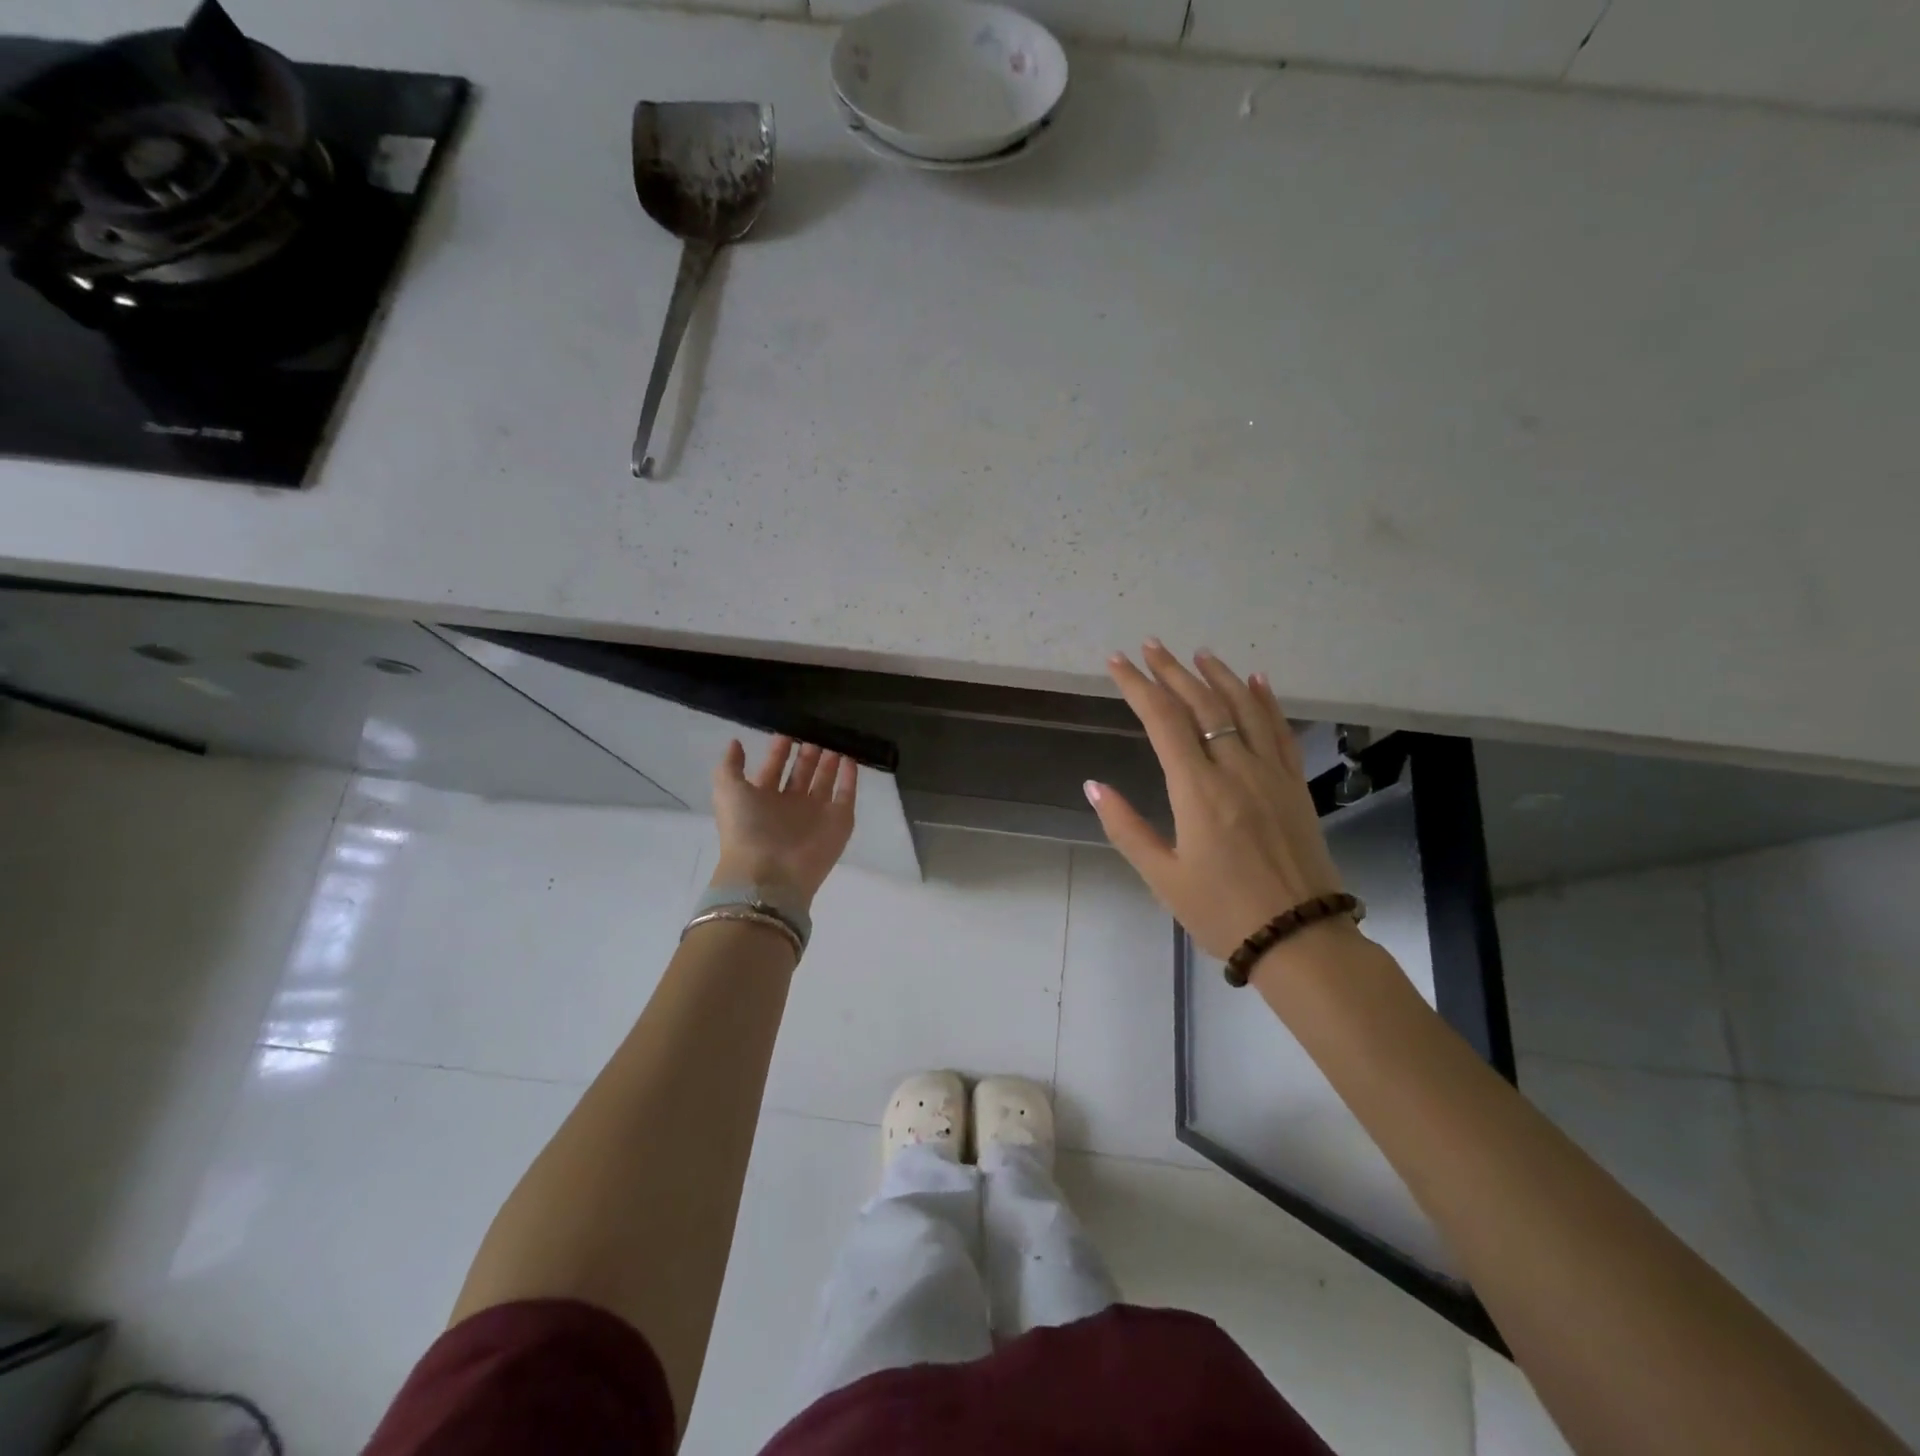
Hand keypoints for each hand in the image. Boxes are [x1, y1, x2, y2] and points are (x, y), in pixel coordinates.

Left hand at [710, 737, 857, 908]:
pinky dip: (850, 777)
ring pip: (825, 781)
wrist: (771, 873)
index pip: (773, 769)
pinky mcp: (840, 820)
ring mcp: (816, 813)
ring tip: (835, 740)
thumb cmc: (746, 828)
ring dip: (829, 762)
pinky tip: (851, 757)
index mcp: (763, 799)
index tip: (788, 731)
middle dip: (807, 754)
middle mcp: (790, 805)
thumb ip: (730, 765)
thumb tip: (736, 742)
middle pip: (801, 774)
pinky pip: (847, 794)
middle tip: (815, 731)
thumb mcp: (727, 791)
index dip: (779, 751)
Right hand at [1086, 641, 1347, 960]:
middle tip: (1149, 645)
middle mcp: (1235, 768)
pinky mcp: (1294, 784)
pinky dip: (1265, 700)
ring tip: (1197, 653)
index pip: (1162, 720)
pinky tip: (1256, 680)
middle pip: (1202, 704)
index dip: (1138, 686)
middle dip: (1171, 671)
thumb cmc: (1222, 911)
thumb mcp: (1162, 877)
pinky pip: (1279, 730)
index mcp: (1198, 789)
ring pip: (1243, 708)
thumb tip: (1094, 786)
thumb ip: (1126, 827)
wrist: (1300, 938)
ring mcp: (1270, 773)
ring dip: (1218, 675)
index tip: (1117, 662)